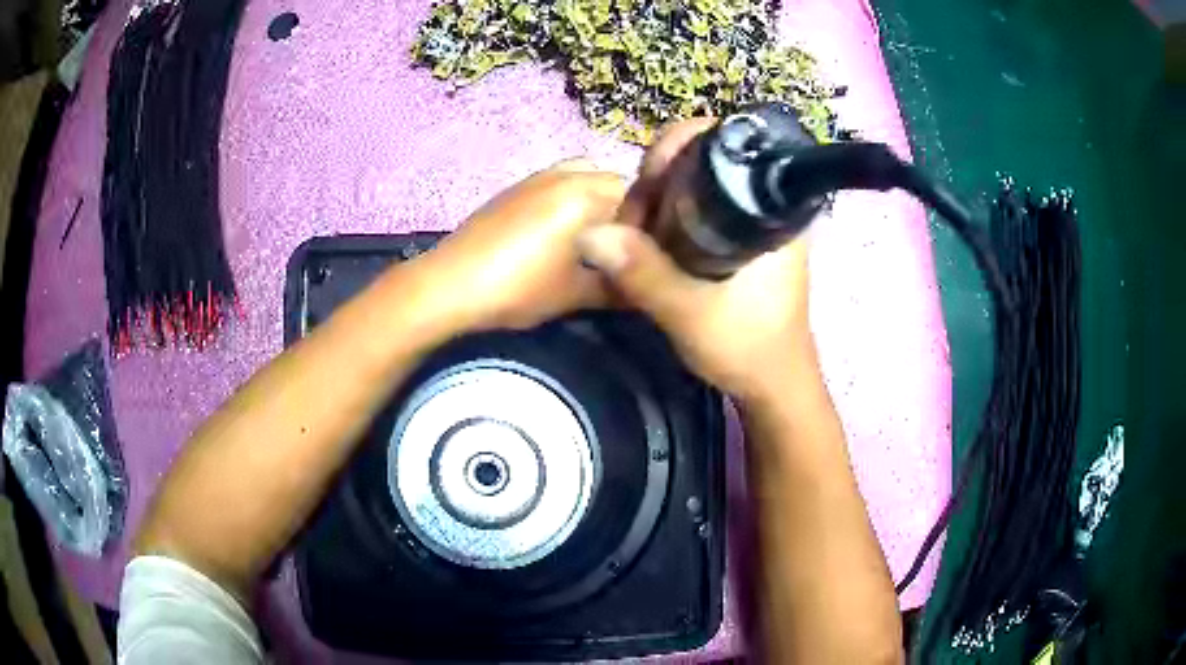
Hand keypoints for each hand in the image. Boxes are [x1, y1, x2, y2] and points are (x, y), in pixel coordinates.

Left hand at [417, 159, 625, 331]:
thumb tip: (644, 290)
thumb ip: (617, 288)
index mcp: (585, 195)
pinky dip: (568, 198)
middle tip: (617, 248)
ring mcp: (536, 177)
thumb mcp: (574, 294)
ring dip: (594, 199)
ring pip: (583, 176)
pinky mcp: (515, 188)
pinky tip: (556, 231)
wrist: (450, 284)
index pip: (638, 200)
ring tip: (588, 236)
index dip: (645, 228)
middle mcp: (565, 175)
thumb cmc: (518, 288)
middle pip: (612, 182)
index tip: (642, 254)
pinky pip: (556, 181)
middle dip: (622, 210)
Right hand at [577, 120, 816, 403]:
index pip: (728, 143)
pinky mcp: (744, 243)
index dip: (680, 147)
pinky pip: (703, 212)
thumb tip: (590, 233)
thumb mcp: (691, 313)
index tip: (648, 181)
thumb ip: (644, 273)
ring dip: (664, 199)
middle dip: (664, 176)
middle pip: (708, 160)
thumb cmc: (749, 350)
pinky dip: (673, 217)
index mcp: (774, 210)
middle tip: (636, 214)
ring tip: (638, 230)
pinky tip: (653, 240)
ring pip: (701, 187)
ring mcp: (757, 224)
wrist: (773, 389)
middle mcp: (769, 207)